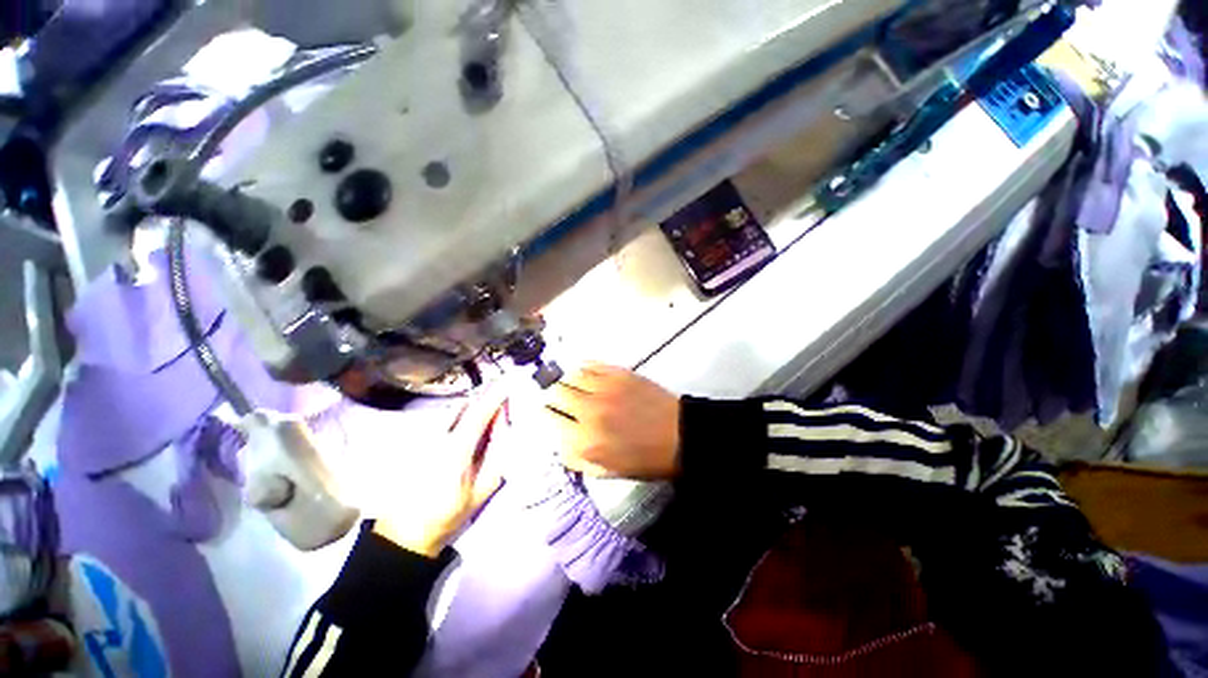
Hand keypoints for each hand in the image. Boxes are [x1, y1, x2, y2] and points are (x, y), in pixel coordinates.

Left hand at [373, 387, 507, 556]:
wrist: (406, 532)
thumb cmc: (450, 512)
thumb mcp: (485, 486)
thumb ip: (498, 450)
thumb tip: (504, 420)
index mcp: (456, 450)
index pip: (479, 412)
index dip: (495, 394)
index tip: (509, 380)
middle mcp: (437, 437)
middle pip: (466, 406)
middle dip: (486, 396)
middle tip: (504, 390)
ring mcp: (423, 437)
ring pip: (454, 410)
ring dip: (474, 404)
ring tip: (490, 406)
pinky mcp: (416, 440)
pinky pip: (445, 418)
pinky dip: (462, 414)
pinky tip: (470, 424)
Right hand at [538, 363, 681, 479]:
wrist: (679, 436)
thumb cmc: (644, 459)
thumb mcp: (606, 471)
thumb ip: (576, 457)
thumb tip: (560, 439)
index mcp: (585, 440)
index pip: (550, 418)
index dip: (547, 413)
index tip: (549, 411)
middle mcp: (589, 411)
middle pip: (556, 392)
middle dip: (553, 395)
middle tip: (558, 397)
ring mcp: (604, 389)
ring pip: (570, 375)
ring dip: (567, 380)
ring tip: (571, 384)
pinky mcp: (618, 373)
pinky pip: (590, 364)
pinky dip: (583, 368)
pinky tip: (585, 373)